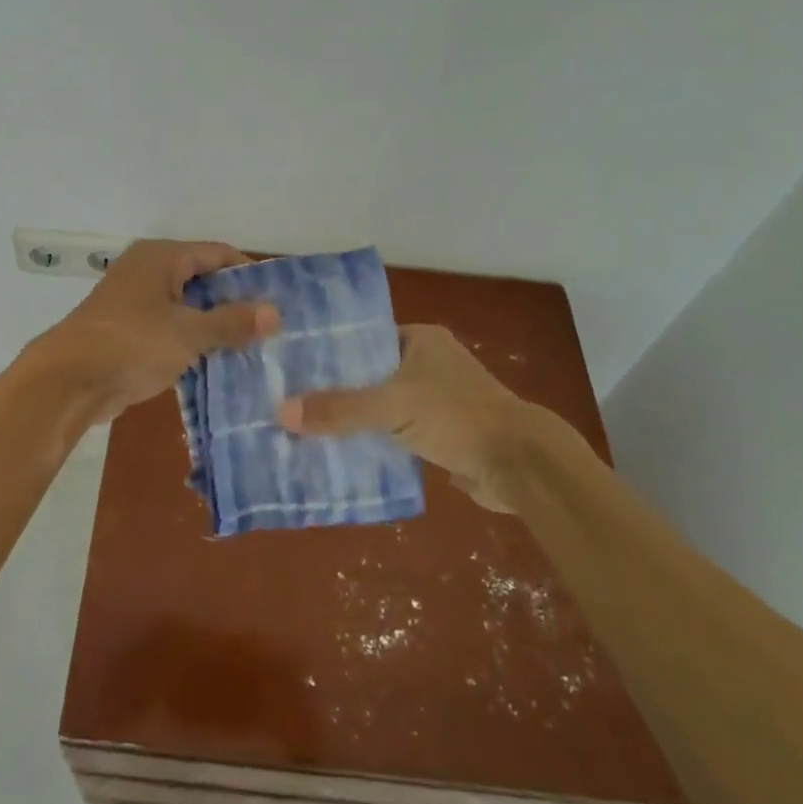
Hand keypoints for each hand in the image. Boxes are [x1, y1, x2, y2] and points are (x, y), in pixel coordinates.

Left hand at [31, 240, 278, 423]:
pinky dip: (191, 340)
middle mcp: (147, 271)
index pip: (217, 253)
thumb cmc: (132, 344)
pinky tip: (217, 361)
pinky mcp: (128, 331)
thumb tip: (275, 312)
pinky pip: (170, 328)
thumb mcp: (189, 332)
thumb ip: (232, 321)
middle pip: (201, 279)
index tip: (278, 298)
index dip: (248, 273)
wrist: (69, 381)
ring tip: (251, 346)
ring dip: (213, 325)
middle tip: (269, 326)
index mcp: (161, 258)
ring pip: (186, 307)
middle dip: (233, 302)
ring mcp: (135, 302)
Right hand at [276, 324, 588, 513]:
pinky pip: (393, 432)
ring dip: (352, 419)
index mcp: (420, 340)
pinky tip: (338, 453)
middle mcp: (427, 363)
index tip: (291, 366)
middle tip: (288, 400)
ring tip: (303, 427)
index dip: (329, 352)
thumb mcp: (391, 407)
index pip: (363, 338)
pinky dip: (372, 441)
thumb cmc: (457, 417)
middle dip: (335, 389)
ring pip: (380, 405)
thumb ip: (339, 409)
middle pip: (368, 373)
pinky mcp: (439, 433)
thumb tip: (282, 413)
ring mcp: (435, 399)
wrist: (520, 465)